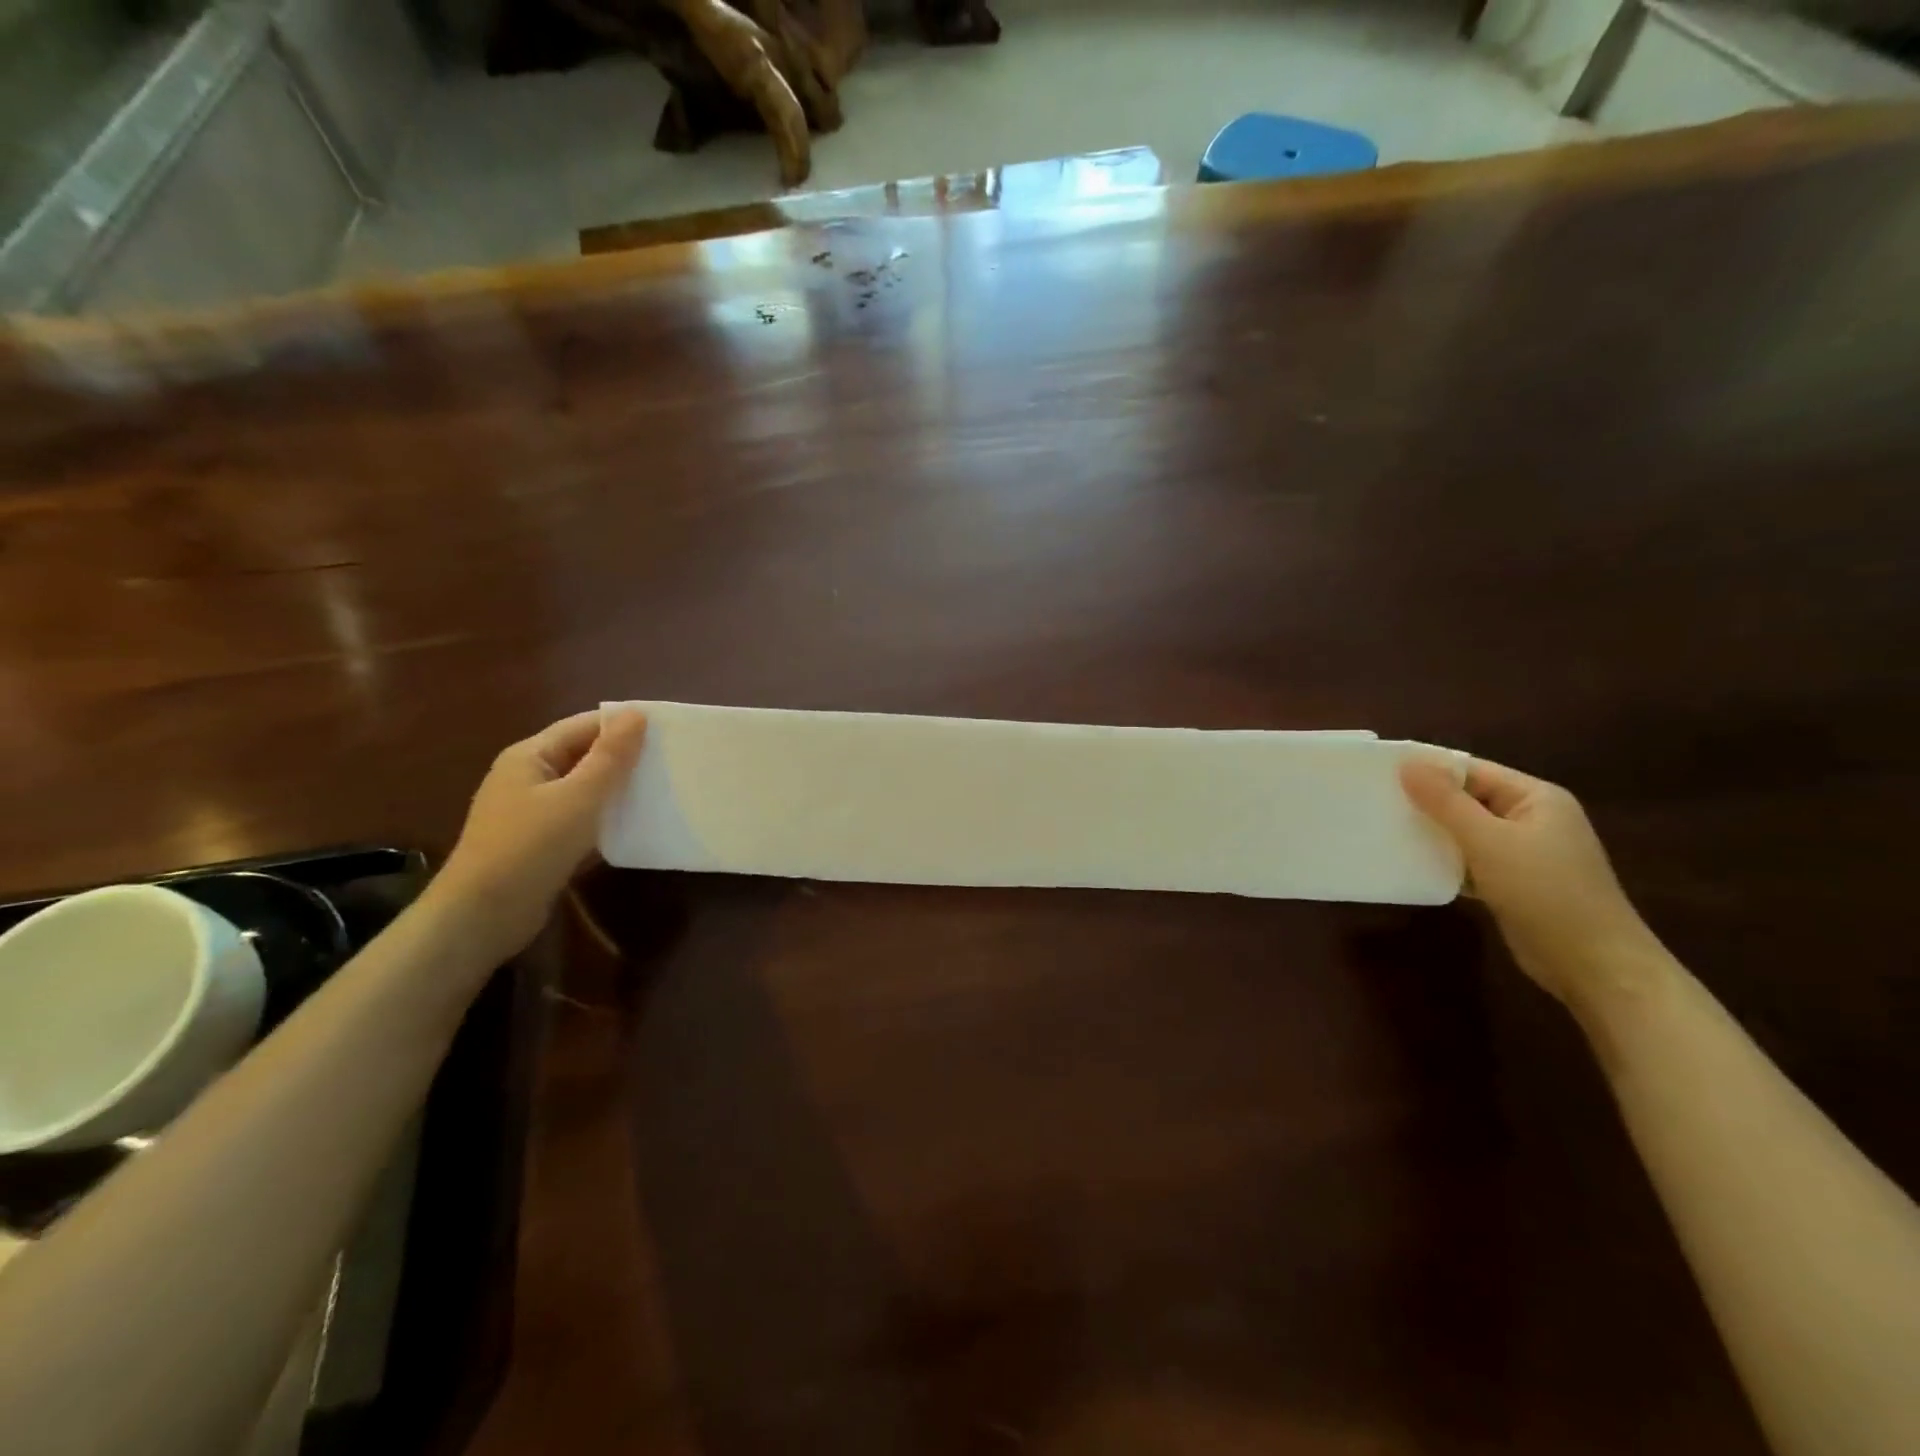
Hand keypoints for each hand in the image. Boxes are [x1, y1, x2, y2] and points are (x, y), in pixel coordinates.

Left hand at [436, 709, 647, 955]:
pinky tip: (635, 826)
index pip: (584, 726)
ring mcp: (532, 812)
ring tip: (662, 791)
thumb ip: (610, 756)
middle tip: (672, 761)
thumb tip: (637, 714)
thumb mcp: (578, 797)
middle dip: (625, 757)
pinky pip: (581, 819)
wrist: (482, 916)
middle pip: (584, 756)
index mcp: (530, 756)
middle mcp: (528, 777)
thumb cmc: (530, 847)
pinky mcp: (540, 843)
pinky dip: (606, 818)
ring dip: (618, 790)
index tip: (668, 732)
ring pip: (584, 789)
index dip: (624, 725)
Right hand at [1400, 757, 1663, 1007]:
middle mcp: (1532, 818)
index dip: (1428, 769)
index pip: (1472, 770)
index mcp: (1535, 798)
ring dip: (1431, 833)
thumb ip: (1446, 802)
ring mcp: (1524, 852)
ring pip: (1466, 832)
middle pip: (1467, 799)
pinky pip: (1470, 860)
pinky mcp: (1513, 882)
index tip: (1379, 774)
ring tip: (1383, 830)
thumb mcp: (1489, 842)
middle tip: (1373, 802)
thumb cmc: (1546, 893)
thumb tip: (1407, 763)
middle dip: (1424, 802)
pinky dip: (1444, 861)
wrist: (1595, 966)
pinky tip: (1411, 865)